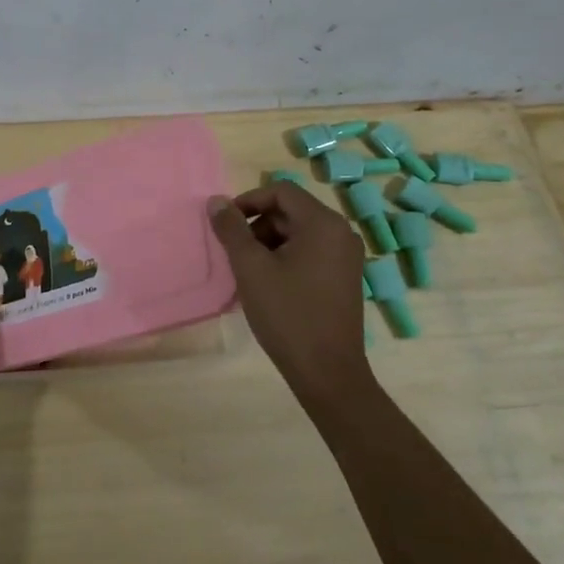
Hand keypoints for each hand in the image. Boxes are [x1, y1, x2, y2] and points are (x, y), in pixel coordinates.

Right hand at [208, 186, 371, 407]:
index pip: (281, 191)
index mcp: (323, 223)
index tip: (226, 225)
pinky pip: (311, 252)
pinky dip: (286, 258)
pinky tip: (269, 285)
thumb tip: (216, 201)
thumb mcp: (251, 268)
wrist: (327, 372)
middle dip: (258, 226)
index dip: (248, 201)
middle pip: (291, 211)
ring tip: (249, 272)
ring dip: (270, 243)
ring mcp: (346, 257)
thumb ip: (231, 230)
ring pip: (299, 233)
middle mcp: (341, 233)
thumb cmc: (287, 314)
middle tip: (235, 253)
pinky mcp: (345, 278)